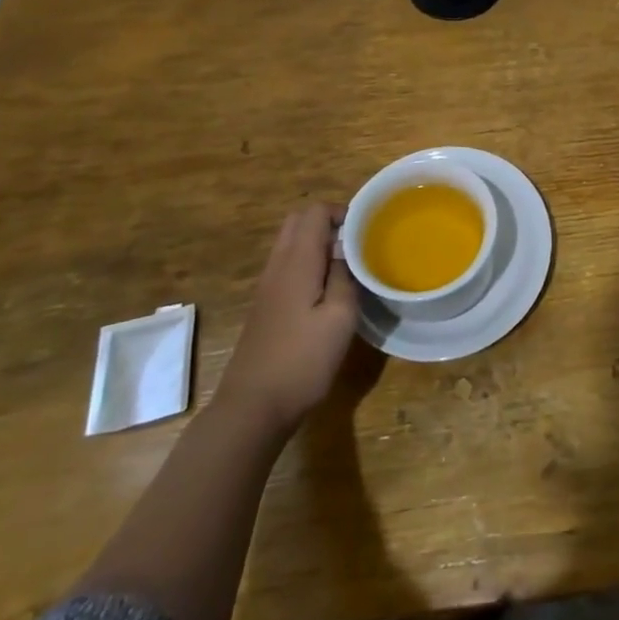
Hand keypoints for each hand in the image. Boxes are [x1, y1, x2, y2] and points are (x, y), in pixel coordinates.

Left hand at [216, 203, 360, 427]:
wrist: (252, 407)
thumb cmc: (302, 360)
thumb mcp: (340, 317)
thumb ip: (345, 276)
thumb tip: (346, 250)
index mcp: (296, 262)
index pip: (314, 212)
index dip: (341, 212)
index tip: (366, 231)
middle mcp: (277, 266)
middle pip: (298, 221)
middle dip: (327, 222)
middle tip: (356, 243)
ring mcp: (266, 287)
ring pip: (290, 244)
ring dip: (317, 243)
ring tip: (347, 265)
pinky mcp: (265, 306)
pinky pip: (286, 266)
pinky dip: (307, 263)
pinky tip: (326, 290)